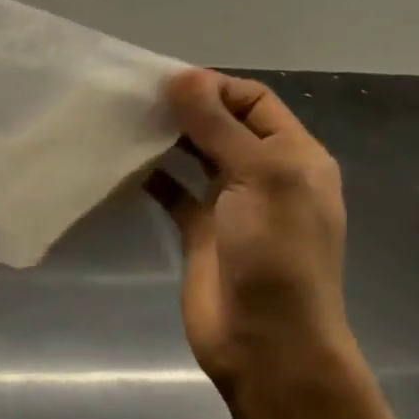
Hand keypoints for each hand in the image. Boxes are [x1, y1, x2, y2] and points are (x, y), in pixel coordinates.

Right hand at [151, 69, 351, 391]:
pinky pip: (173, 191)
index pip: (254, 100)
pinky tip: (124, 166)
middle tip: (134, 99)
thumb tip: (182, 76)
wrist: (266, 342)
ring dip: (166, 139)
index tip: (164, 84)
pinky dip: (151, 176)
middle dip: (185, 109)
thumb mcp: (258, 178)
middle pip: (223, 125)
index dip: (213, 87)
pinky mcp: (200, 230)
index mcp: (294, 157)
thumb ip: (218, 126)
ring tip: (124, 123)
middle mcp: (265, 174)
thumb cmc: (274, 253)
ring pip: (195, 155)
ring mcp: (231, 204)